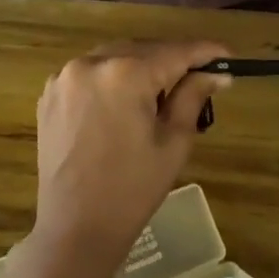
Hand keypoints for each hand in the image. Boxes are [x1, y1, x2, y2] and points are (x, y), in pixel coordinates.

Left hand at [32, 40, 230, 270]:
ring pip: (115, 56)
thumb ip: (193, 97)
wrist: (75, 228)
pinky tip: (125, 102)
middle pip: (144, 49)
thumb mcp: (174, 142)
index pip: (175, 51)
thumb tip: (217, 72)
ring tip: (163, 91)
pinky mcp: (50, 94)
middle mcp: (91, 63)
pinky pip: (90, 73)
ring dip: (141, 67)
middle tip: (200, 77)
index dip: (205, 52)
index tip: (228, 56)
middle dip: (172, 60)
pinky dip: (112, 79)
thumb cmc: (133, 189)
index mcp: (125, 74)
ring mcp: (64, 77)